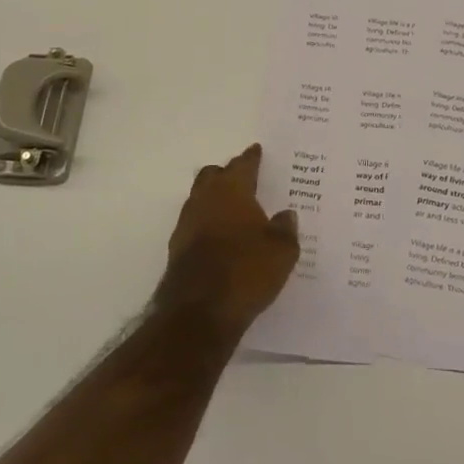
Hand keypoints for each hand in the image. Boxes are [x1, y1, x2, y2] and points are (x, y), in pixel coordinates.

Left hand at [155, 145, 300, 334]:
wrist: (199, 313)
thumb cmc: (246, 272)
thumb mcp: (282, 251)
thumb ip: (285, 229)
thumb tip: (286, 214)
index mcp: (232, 191)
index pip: (242, 165)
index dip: (251, 158)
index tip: (256, 150)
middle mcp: (205, 200)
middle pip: (213, 176)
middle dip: (227, 173)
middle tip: (244, 178)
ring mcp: (186, 225)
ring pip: (200, 199)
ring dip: (214, 199)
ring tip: (234, 209)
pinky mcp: (177, 250)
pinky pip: (195, 225)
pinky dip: (207, 224)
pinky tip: (221, 238)